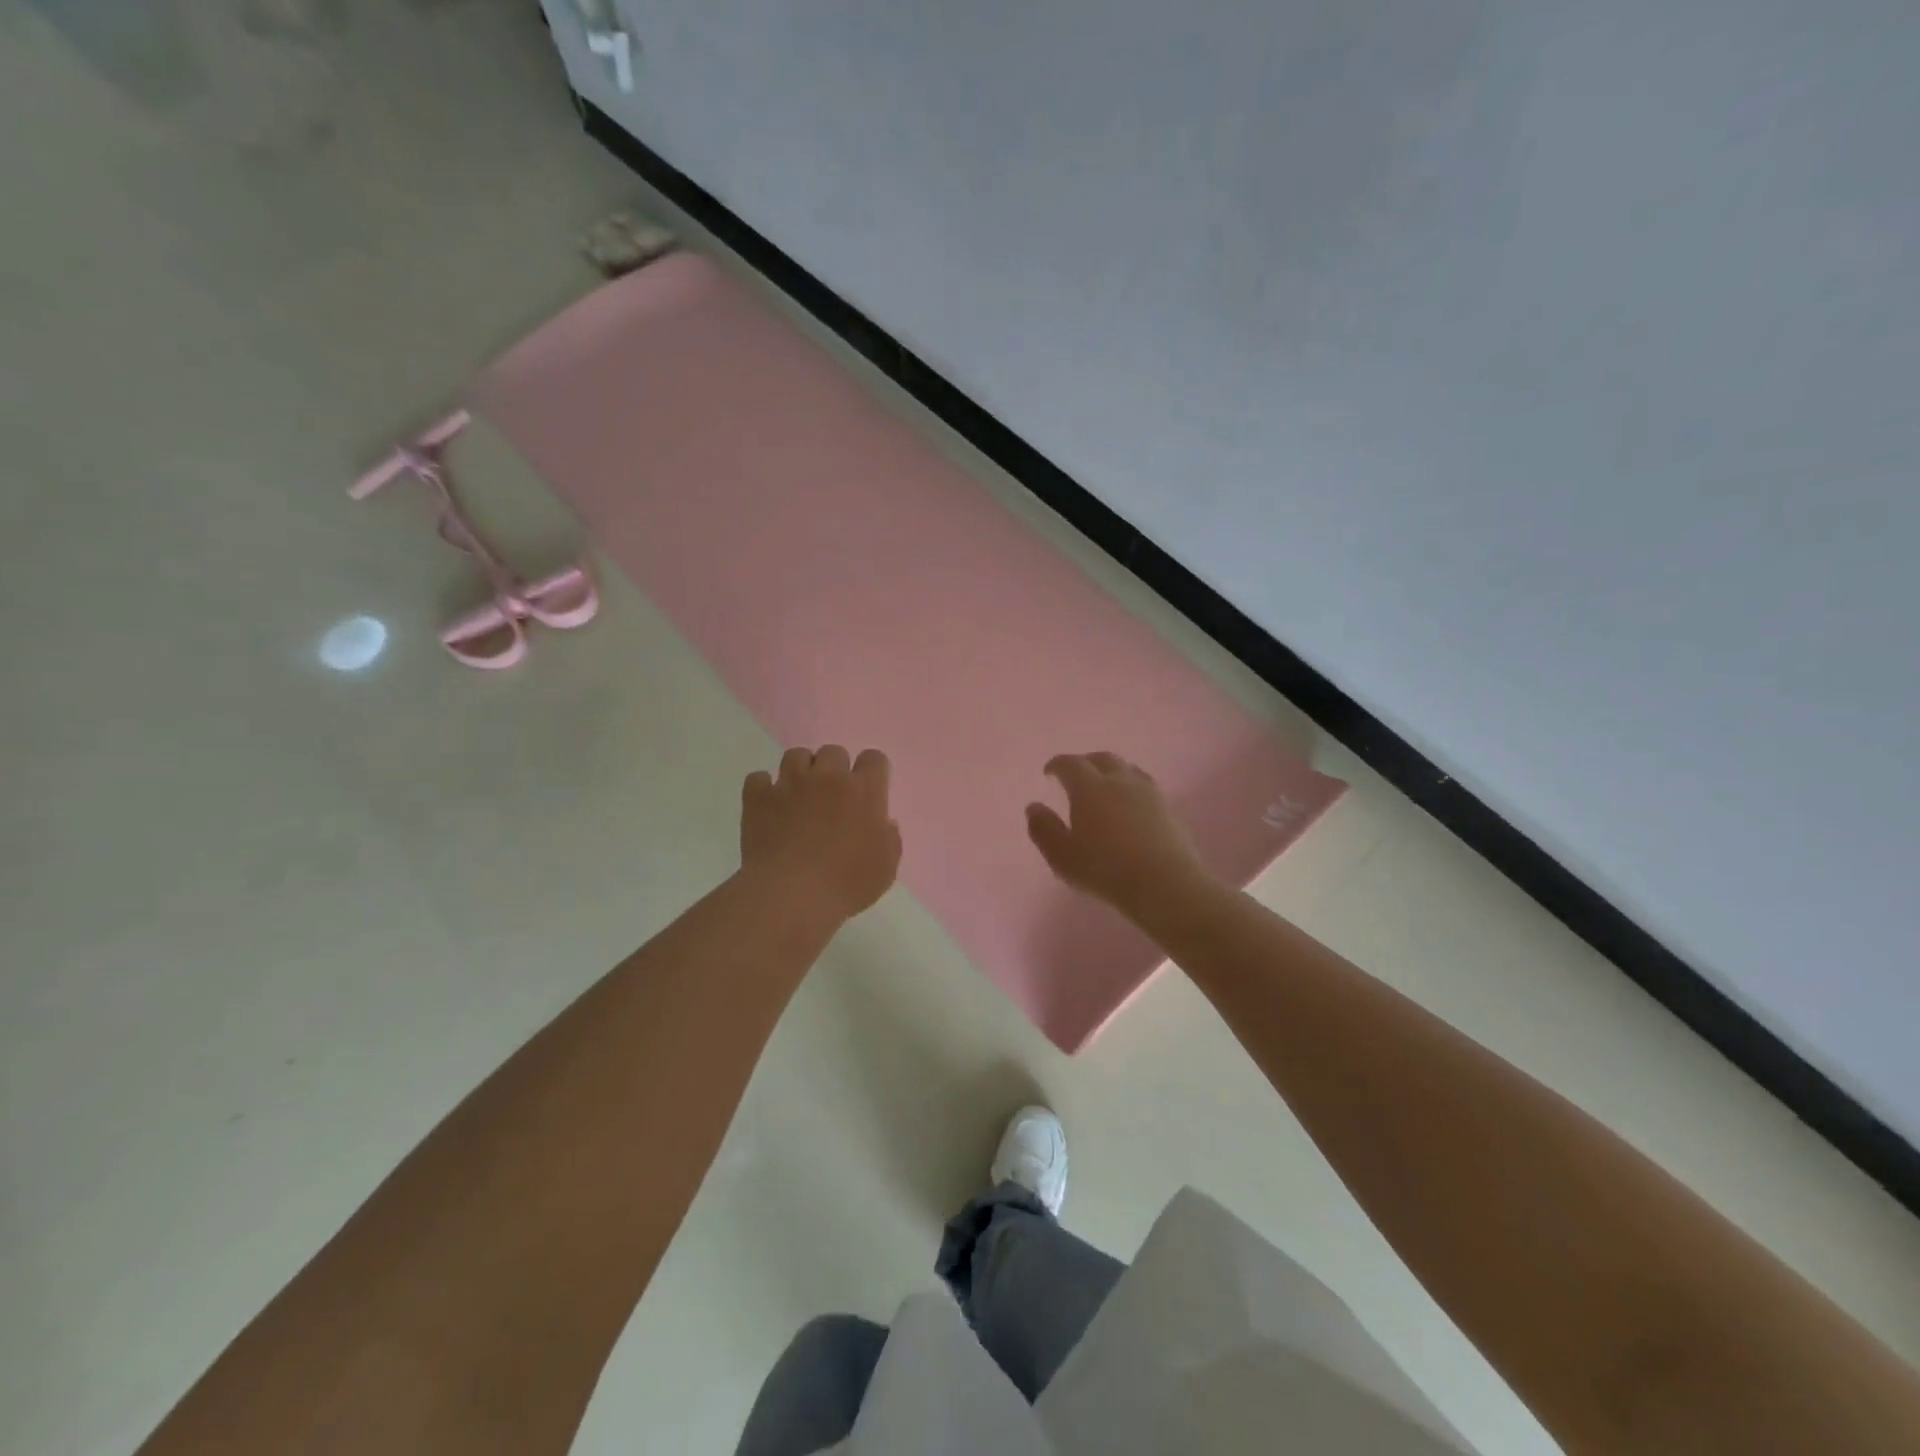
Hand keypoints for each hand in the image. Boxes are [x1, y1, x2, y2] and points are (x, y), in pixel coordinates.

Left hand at [741, 746, 901, 922]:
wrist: (791, 896)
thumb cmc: (847, 884)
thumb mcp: (886, 867)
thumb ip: (889, 838)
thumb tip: (883, 823)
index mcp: (864, 790)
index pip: (874, 758)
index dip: (872, 772)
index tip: (868, 792)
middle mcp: (828, 777)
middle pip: (834, 751)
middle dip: (835, 769)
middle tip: (832, 797)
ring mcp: (790, 784)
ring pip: (796, 755)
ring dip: (801, 771)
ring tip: (799, 795)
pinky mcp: (758, 798)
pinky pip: (758, 778)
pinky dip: (763, 788)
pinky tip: (768, 806)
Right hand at [1026, 752, 1212, 914]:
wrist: (1166, 884)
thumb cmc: (1105, 870)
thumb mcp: (1062, 856)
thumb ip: (1044, 829)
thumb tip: (1034, 807)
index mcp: (1090, 787)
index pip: (1070, 764)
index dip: (1057, 765)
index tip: (1049, 772)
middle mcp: (1120, 781)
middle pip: (1102, 759)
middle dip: (1085, 762)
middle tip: (1076, 775)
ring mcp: (1149, 792)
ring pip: (1127, 769)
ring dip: (1112, 771)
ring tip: (1105, 785)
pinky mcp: (1169, 809)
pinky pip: (1145, 787)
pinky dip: (1131, 788)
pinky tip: (1131, 805)